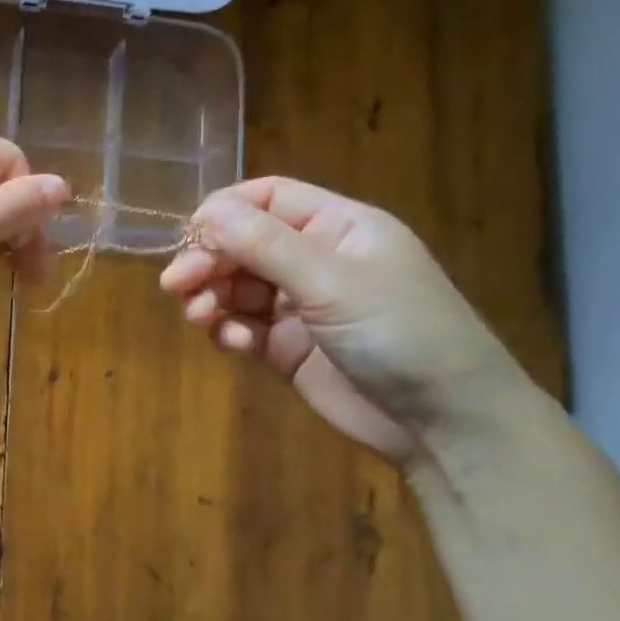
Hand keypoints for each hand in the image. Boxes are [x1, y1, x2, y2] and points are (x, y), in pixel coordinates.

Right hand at [158, 177, 532, 463]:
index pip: (269, 198)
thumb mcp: (331, 281)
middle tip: (176, 285)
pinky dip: (230, 333)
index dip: (225, 211)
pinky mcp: (287, 348)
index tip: (189, 236)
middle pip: (242, 245)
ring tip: (201, 319)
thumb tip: (205, 209)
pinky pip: (242, 327)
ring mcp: (300, 306)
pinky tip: (237, 347)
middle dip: (208, 261)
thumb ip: (264, 245)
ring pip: (235, 288)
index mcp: (337, 227)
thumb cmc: (399, 333)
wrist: (443, 422)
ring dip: (211, 299)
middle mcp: (315, 260)